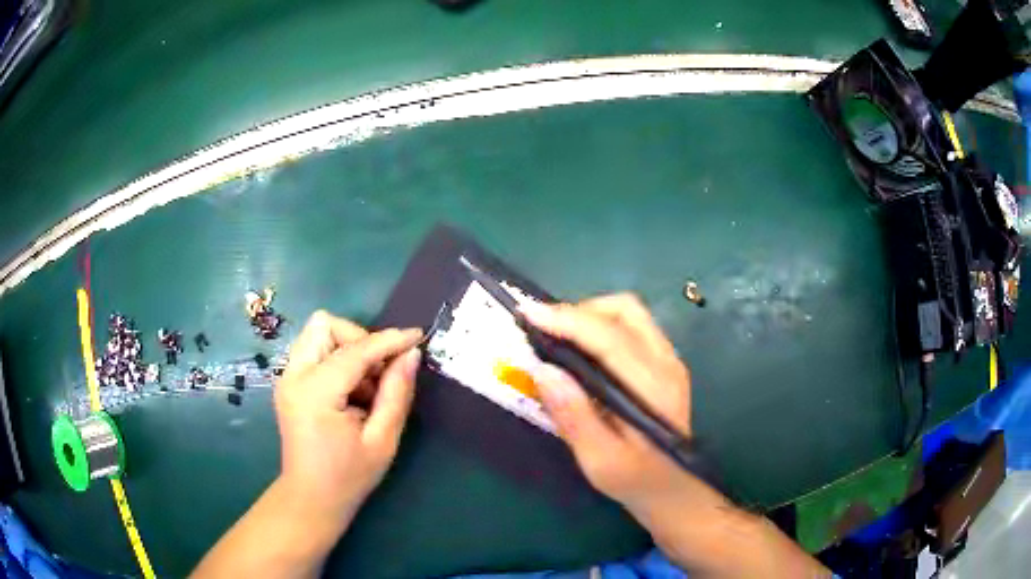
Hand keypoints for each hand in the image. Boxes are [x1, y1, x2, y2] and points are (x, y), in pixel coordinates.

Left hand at [275, 311, 422, 522]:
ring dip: (348, 349)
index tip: (416, 336)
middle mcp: (293, 376)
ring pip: (318, 333)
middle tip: (379, 372)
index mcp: (315, 393)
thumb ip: (396, 393)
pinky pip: (315, 352)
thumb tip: (411, 354)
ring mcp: (287, 378)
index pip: (355, 351)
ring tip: (366, 387)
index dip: (389, 340)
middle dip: (358, 339)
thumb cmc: (348, 477)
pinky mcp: (288, 383)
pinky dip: (338, 361)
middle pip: (325, 325)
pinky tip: (352, 394)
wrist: (311, 498)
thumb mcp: (382, 440)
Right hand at [522, 294, 707, 513]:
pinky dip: (602, 324)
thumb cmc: (634, 479)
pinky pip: (633, 326)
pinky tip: (582, 347)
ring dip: (591, 314)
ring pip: (630, 313)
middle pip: (625, 310)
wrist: (671, 488)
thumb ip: (573, 416)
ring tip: (559, 336)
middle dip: (579, 310)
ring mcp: (669, 360)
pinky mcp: (665, 362)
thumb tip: (543, 369)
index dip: (568, 320)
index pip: (610, 337)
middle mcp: (666, 364)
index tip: (528, 314)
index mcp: (653, 388)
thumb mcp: (598, 460)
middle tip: (544, 330)